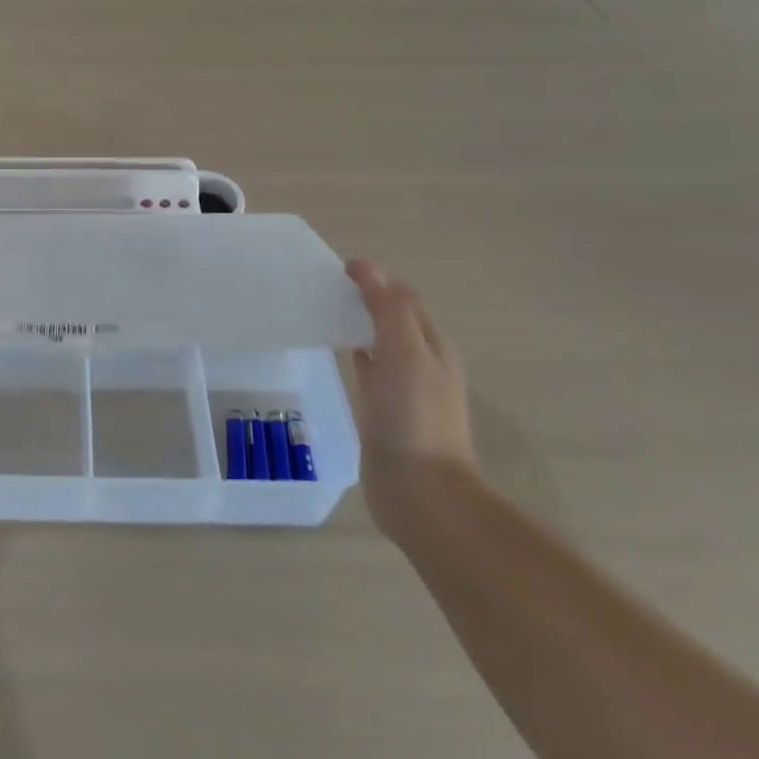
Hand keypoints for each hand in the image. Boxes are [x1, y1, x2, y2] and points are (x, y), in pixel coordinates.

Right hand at [345, 259, 478, 539]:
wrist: (419, 491)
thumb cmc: (414, 417)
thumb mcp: (405, 352)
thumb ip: (388, 308)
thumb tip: (367, 268)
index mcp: (434, 347)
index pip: (405, 300)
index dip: (377, 280)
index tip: (338, 269)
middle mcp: (423, 365)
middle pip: (395, 321)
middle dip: (368, 300)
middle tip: (326, 287)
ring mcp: (405, 392)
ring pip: (381, 345)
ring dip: (360, 326)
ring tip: (324, 312)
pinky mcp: (385, 414)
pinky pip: (369, 373)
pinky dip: (355, 354)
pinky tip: (337, 353)